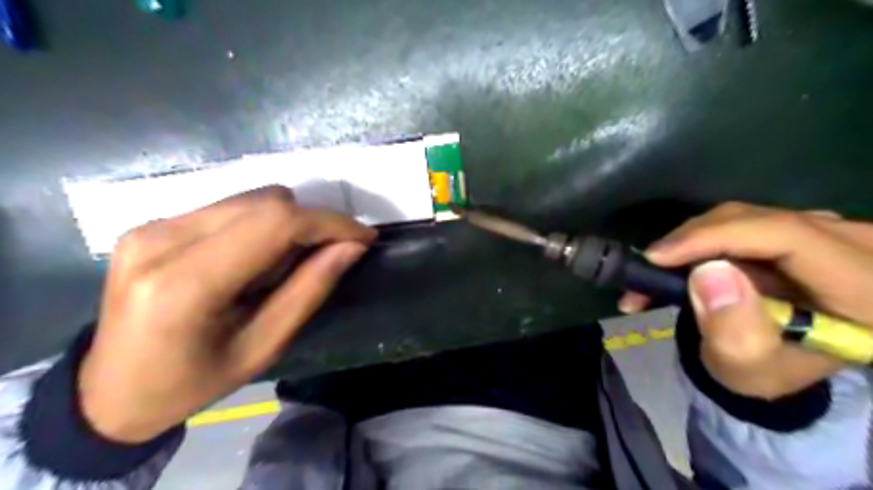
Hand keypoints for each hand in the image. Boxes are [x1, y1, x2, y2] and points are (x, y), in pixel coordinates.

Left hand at [77, 185, 372, 441]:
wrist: (109, 391)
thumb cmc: (193, 382)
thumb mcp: (263, 347)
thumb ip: (309, 291)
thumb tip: (352, 247)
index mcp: (183, 284)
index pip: (273, 224)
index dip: (328, 222)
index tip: (364, 237)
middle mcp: (161, 239)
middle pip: (265, 202)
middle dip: (311, 224)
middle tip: (324, 258)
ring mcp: (151, 225)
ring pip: (252, 199)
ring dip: (286, 225)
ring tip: (280, 267)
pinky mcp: (153, 222)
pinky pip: (232, 207)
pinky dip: (260, 226)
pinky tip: (252, 259)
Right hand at [617, 202, 872, 397]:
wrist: (775, 361)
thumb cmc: (764, 371)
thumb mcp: (748, 367)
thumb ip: (734, 330)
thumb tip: (709, 273)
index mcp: (866, 289)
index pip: (788, 236)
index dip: (717, 238)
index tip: (658, 257)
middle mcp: (859, 248)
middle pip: (760, 220)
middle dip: (693, 241)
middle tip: (647, 268)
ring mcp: (830, 232)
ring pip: (743, 217)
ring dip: (691, 241)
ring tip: (654, 271)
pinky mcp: (799, 228)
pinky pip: (739, 221)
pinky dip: (699, 240)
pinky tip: (674, 260)